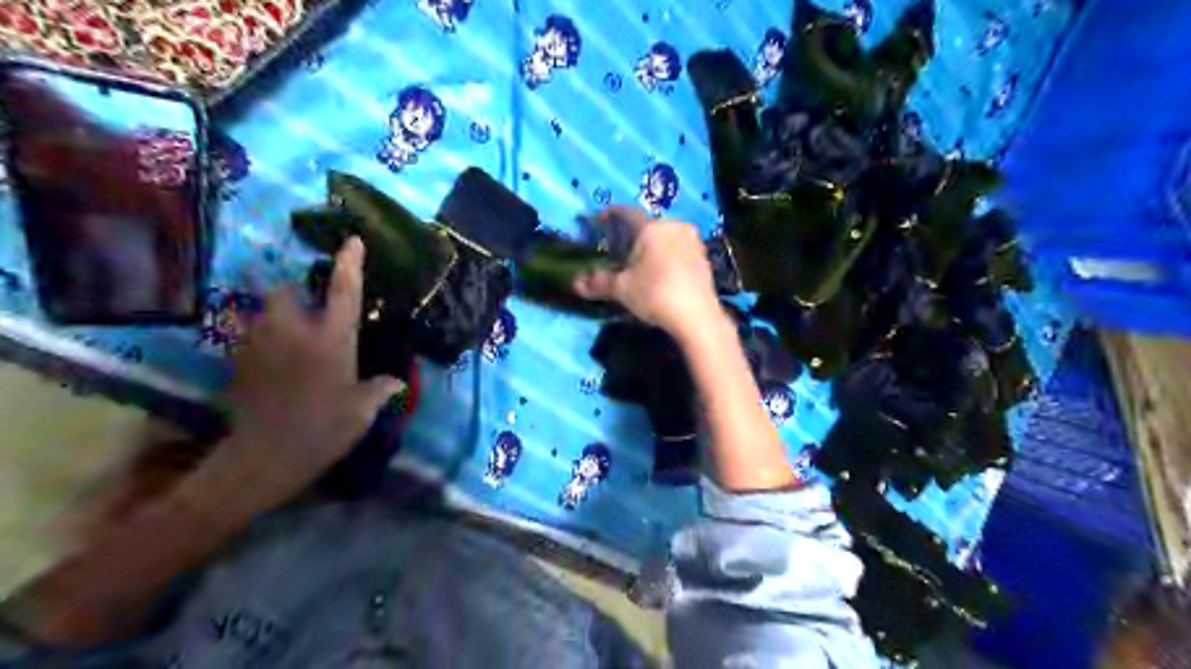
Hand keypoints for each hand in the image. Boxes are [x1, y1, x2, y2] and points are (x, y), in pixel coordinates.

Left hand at [223, 239, 404, 495]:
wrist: (264, 457)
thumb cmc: (323, 429)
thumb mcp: (362, 411)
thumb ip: (379, 389)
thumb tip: (397, 381)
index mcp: (332, 340)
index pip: (344, 292)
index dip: (350, 263)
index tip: (352, 240)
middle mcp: (294, 332)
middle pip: (285, 291)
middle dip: (296, 292)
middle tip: (310, 310)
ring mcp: (260, 344)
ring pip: (263, 312)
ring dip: (278, 317)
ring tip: (292, 338)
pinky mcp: (239, 361)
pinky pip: (251, 338)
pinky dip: (264, 341)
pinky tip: (276, 364)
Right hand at [572, 207, 720, 336]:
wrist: (697, 317)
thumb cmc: (655, 294)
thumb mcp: (622, 289)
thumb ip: (599, 282)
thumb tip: (575, 283)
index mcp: (651, 227)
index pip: (626, 213)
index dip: (609, 216)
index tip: (599, 220)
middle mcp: (674, 226)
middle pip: (647, 226)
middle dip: (632, 235)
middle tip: (618, 248)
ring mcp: (692, 242)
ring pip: (665, 238)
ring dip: (652, 246)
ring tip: (639, 262)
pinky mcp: (704, 258)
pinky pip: (679, 251)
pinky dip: (667, 257)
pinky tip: (661, 273)